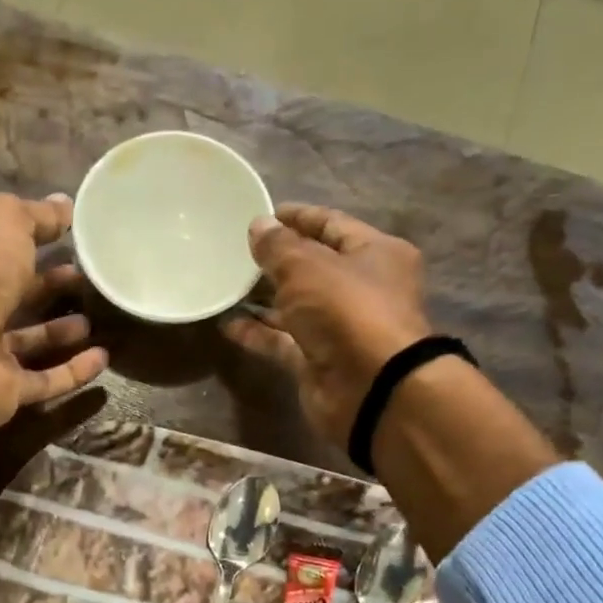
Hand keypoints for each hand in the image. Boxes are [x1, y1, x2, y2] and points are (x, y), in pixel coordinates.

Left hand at [0, 193, 107, 495]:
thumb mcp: (3, 225)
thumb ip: (35, 215)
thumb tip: (65, 205)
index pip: (6, 252)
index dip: (37, 242)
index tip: (75, 238)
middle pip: (19, 298)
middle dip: (51, 287)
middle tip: (90, 280)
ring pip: (32, 343)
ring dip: (61, 332)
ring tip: (96, 320)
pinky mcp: (9, 393)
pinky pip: (46, 382)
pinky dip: (74, 373)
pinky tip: (102, 360)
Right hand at [221, 204, 430, 448]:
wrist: (369, 388)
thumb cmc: (347, 311)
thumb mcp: (307, 267)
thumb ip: (278, 247)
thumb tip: (258, 225)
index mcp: (375, 253)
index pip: (333, 225)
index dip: (299, 218)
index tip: (263, 214)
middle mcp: (361, 288)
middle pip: (313, 267)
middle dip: (278, 260)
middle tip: (238, 251)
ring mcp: (338, 328)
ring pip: (296, 306)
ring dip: (264, 298)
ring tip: (226, 284)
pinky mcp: (316, 360)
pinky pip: (282, 341)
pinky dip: (258, 333)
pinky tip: (226, 324)